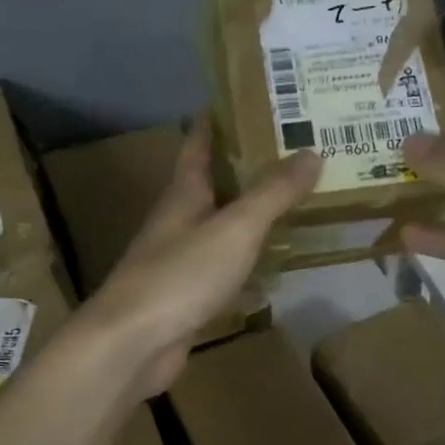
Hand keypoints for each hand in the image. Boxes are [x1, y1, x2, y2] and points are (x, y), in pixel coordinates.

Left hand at [84, 120, 319, 398]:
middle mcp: (179, 219)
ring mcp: (180, 259)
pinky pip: (225, 266)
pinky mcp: (187, 295)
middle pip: (215, 183)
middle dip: (250, 166)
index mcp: (183, 193)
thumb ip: (272, 193)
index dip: (222, 119)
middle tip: (298, 150)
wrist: (133, 344)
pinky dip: (250, 258)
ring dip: (252, 212)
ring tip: (297, 199)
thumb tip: (311, 151)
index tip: (254, 99)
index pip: (200, 143)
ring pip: (222, 225)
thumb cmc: (181, 275)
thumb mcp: (234, 228)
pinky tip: (276, 261)